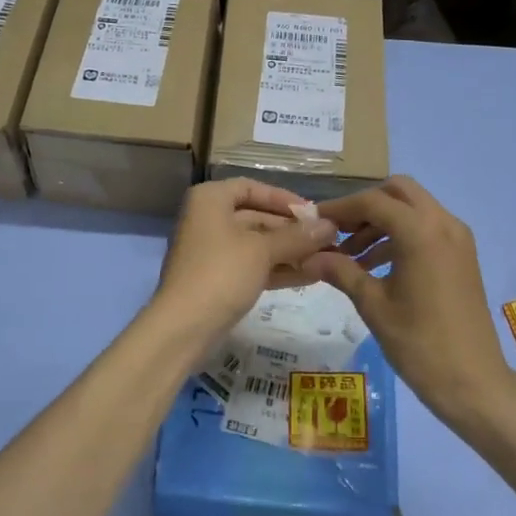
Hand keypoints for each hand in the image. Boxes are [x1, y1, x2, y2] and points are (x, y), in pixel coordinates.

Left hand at [151, 178, 337, 352]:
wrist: (184, 327)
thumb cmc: (222, 273)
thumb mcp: (263, 250)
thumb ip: (297, 236)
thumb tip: (330, 226)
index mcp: (210, 200)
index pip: (252, 188)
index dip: (283, 198)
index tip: (313, 213)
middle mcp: (207, 219)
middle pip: (256, 216)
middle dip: (291, 229)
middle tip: (327, 239)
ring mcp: (211, 251)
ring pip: (256, 244)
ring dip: (289, 251)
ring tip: (326, 258)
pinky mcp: (217, 279)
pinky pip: (252, 265)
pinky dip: (277, 268)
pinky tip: (311, 275)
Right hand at [304, 176, 515, 425]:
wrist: (474, 382)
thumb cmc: (419, 344)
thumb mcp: (373, 305)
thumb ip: (341, 271)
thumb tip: (309, 256)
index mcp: (421, 232)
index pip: (372, 202)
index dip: (340, 208)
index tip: (314, 220)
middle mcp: (444, 224)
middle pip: (398, 192)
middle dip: (366, 206)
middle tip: (339, 231)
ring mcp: (458, 238)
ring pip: (414, 208)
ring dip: (382, 221)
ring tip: (351, 256)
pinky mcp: (463, 255)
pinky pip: (427, 228)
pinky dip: (401, 235)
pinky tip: (376, 265)